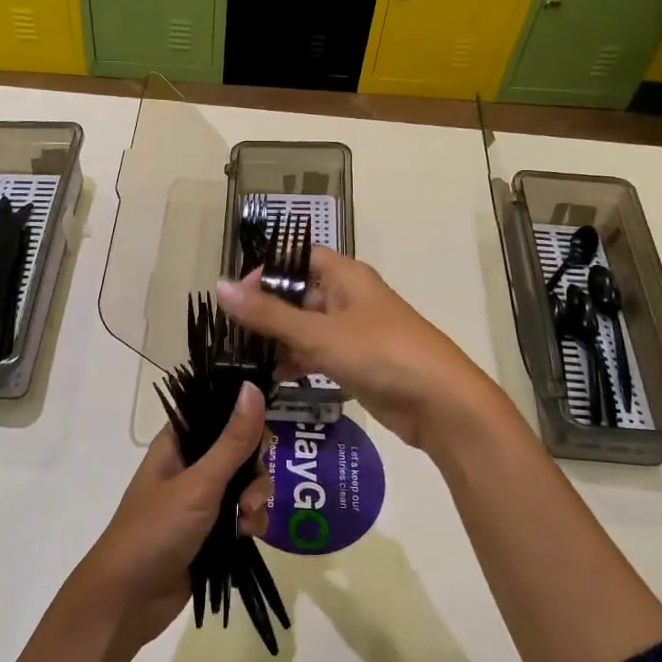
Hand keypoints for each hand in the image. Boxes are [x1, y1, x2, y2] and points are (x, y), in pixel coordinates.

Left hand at [70, 382, 270, 649]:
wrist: (129, 600)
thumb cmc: (156, 530)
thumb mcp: (200, 483)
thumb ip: (233, 440)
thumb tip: (253, 386)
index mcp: (177, 444)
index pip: (215, 411)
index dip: (242, 414)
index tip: (266, 425)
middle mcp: (190, 467)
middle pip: (239, 449)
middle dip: (254, 468)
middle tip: (251, 489)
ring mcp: (201, 501)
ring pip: (245, 484)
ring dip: (255, 498)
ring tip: (248, 519)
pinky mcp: (212, 533)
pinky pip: (244, 515)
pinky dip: (252, 522)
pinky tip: (250, 536)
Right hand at [215, 250, 503, 451]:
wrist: (441, 403)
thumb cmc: (381, 353)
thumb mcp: (319, 333)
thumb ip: (268, 314)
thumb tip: (220, 287)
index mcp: (346, 276)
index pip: (298, 258)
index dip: (267, 270)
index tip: (235, 295)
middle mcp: (350, 297)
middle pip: (299, 293)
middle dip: (266, 310)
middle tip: (229, 332)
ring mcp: (355, 332)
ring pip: (307, 327)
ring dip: (279, 340)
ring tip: (241, 357)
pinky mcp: (359, 363)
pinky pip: (319, 355)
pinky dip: (297, 362)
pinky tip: (271, 378)